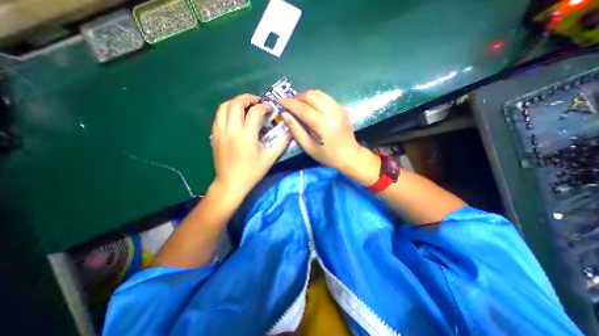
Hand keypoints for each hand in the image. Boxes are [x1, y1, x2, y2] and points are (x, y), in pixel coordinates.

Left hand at [211, 94, 290, 202]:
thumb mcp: (270, 158)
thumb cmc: (252, 172)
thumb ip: (282, 143)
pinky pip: (218, 116)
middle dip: (247, 98)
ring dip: (235, 102)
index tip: (270, 108)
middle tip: (256, 101)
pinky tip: (234, 116)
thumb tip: (290, 131)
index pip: (255, 112)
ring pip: (224, 107)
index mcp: (247, 136)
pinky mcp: (214, 135)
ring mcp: (220, 132)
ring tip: (245, 106)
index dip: (264, 106)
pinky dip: (226, 110)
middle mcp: (231, 130)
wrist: (231, 183)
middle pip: (236, 103)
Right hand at [280, 89, 364, 172]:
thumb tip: (286, 115)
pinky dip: (315, 99)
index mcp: (323, 124)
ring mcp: (339, 108)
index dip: (290, 103)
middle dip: (297, 98)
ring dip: (306, 97)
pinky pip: (325, 97)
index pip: (303, 108)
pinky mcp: (342, 108)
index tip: (280, 101)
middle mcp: (332, 112)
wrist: (350, 156)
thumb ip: (296, 130)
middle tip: (289, 105)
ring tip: (298, 105)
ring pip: (319, 93)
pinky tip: (310, 107)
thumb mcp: (309, 147)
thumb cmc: (328, 156)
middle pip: (311, 96)